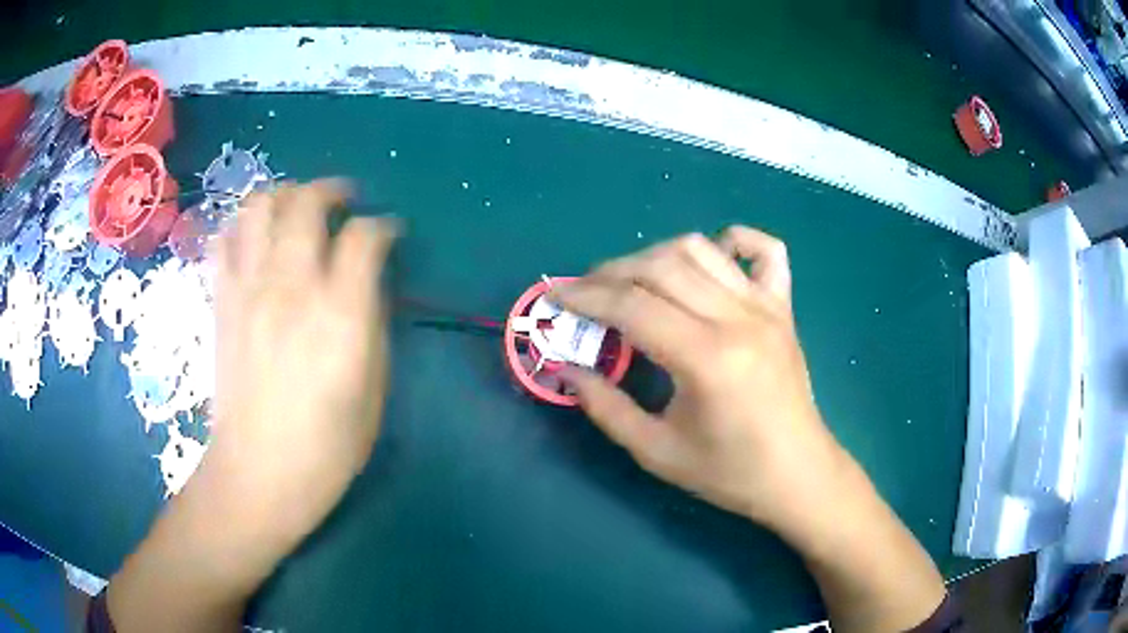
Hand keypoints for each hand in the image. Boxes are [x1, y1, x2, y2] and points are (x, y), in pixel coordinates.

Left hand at [107, 180, 397, 631]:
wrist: (258, 474)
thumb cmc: (326, 446)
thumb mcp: (373, 390)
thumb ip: (371, 323)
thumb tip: (366, 281)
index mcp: (339, 316)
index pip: (365, 237)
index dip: (383, 226)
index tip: (389, 234)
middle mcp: (290, 287)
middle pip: (307, 202)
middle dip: (332, 191)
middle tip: (345, 203)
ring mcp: (248, 290)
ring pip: (261, 205)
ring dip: (286, 195)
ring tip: (299, 209)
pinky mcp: (221, 300)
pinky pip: (227, 238)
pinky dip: (245, 225)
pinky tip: (259, 239)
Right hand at [552, 227, 845, 530]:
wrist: (797, 474)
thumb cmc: (729, 473)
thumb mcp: (656, 452)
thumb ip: (605, 407)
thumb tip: (566, 368)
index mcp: (707, 359)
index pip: (633, 306)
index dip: (585, 297)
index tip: (555, 297)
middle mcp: (738, 319)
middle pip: (661, 267)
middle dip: (610, 272)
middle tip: (584, 292)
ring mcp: (765, 307)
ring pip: (700, 249)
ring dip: (654, 255)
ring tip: (631, 281)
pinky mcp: (783, 307)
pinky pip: (764, 251)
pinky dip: (733, 240)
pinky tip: (712, 255)